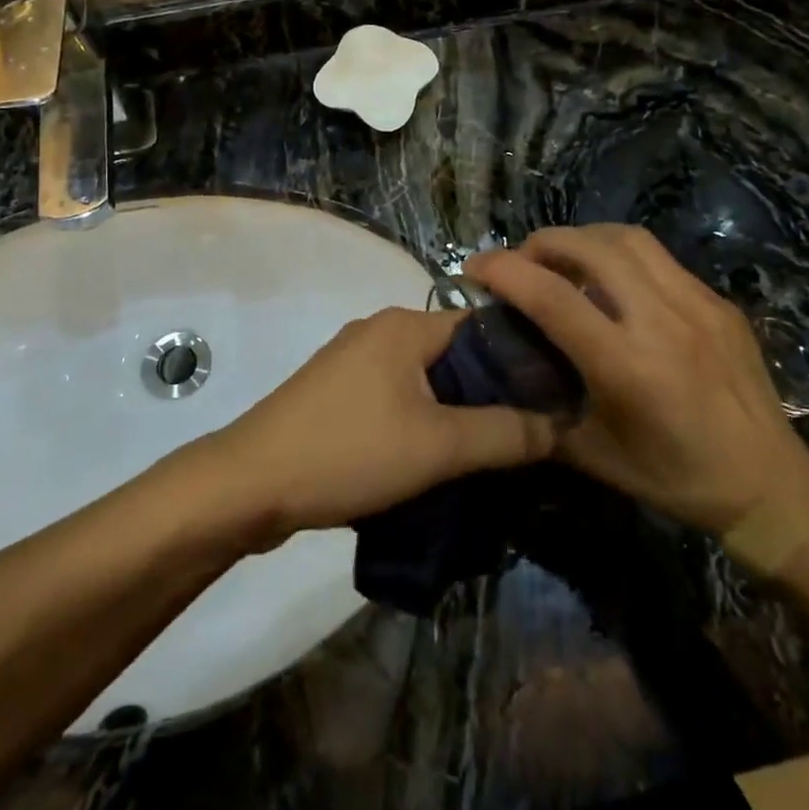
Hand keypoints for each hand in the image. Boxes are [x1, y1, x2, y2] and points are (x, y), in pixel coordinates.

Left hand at [206, 308, 557, 544]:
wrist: (248, 484)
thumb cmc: (348, 452)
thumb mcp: (438, 447)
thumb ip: (505, 433)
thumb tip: (560, 423)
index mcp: (405, 325)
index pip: (484, 326)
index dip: (522, 360)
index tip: (554, 400)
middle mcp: (379, 331)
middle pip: (455, 355)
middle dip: (490, 394)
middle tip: (526, 438)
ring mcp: (353, 362)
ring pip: (425, 381)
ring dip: (455, 413)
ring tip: (489, 456)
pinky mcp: (336, 395)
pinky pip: (395, 399)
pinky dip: (421, 423)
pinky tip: (436, 461)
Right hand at [466, 226, 808, 539]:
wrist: (769, 485)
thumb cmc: (674, 478)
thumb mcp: (594, 456)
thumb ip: (541, 412)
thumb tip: (504, 378)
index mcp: (627, 366)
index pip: (552, 297)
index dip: (505, 271)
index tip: (475, 266)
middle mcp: (662, 322)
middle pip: (591, 247)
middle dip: (543, 242)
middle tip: (522, 261)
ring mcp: (697, 305)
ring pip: (629, 239)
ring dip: (583, 239)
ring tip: (564, 260)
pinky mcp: (719, 302)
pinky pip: (659, 259)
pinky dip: (621, 256)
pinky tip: (614, 283)